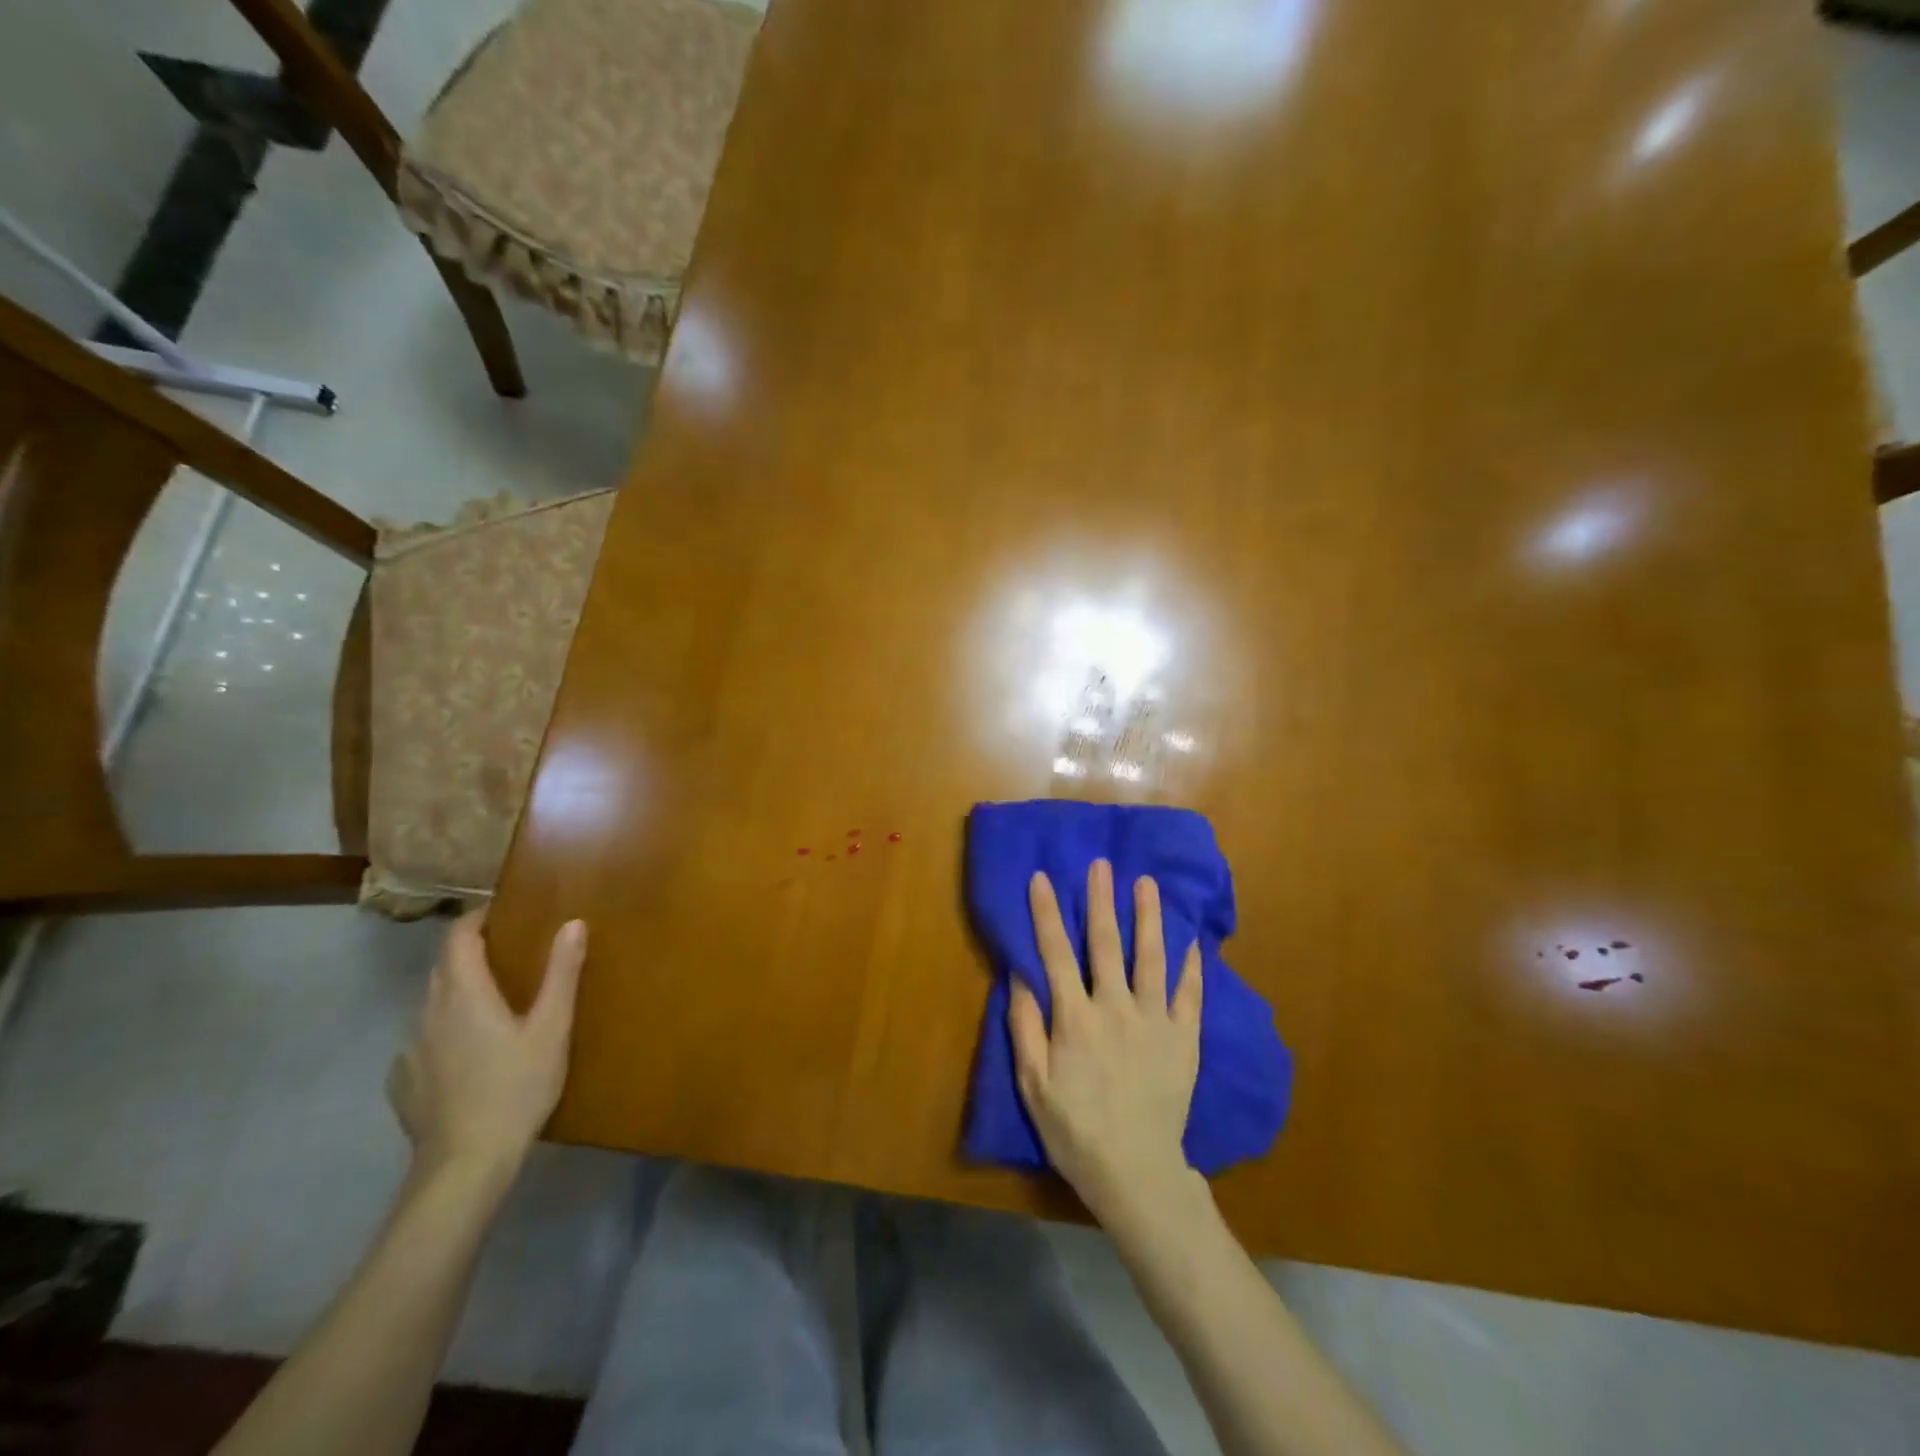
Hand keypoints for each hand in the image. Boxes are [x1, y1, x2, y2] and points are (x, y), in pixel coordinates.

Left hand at [387, 910, 584, 1183]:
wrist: (465, 1163)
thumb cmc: (516, 1087)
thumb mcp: (551, 1028)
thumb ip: (561, 973)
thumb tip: (573, 923)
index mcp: (464, 993)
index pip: (458, 938)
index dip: (477, 919)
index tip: (503, 915)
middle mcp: (429, 1012)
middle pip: (443, 966)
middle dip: (470, 952)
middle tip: (508, 953)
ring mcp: (411, 1048)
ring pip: (431, 1003)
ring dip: (456, 991)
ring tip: (491, 1001)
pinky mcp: (404, 1081)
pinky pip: (422, 1040)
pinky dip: (442, 1031)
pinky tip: (463, 1052)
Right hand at [1009, 860, 1203, 1228]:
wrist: (1135, 1172)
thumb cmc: (1074, 1129)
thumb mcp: (1033, 1084)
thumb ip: (1026, 1027)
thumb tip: (1020, 976)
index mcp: (1075, 1019)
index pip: (1056, 953)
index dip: (1046, 913)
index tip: (1042, 878)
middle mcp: (1115, 1009)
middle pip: (1106, 944)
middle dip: (1101, 900)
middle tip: (1103, 864)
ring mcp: (1155, 1022)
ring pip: (1151, 958)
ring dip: (1148, 918)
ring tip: (1147, 884)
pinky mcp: (1185, 1039)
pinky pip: (1190, 994)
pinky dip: (1191, 965)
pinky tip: (1192, 939)